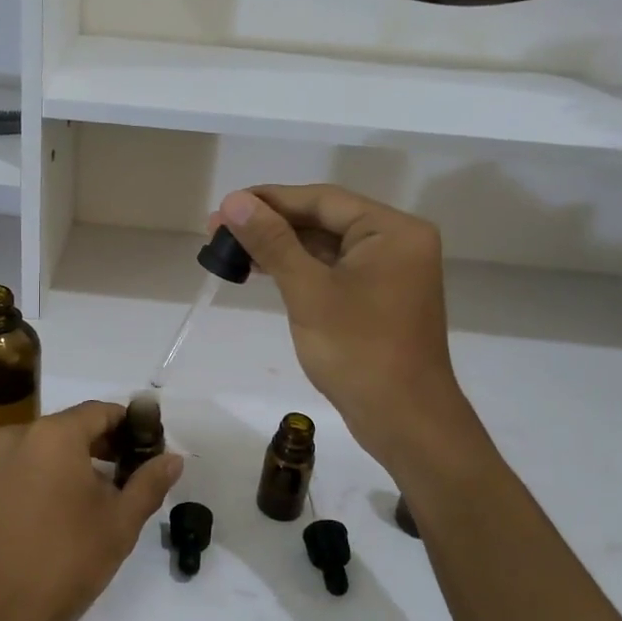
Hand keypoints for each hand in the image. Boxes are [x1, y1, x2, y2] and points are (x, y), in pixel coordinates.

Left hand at [0, 400, 182, 620]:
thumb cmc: (61, 562)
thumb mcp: (118, 524)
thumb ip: (148, 484)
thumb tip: (173, 457)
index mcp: (53, 434)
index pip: (102, 411)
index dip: (132, 426)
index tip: (153, 450)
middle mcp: (18, 437)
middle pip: (72, 428)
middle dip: (107, 446)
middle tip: (135, 477)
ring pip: (47, 450)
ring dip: (78, 464)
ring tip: (105, 500)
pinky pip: (25, 470)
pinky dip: (50, 479)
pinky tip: (67, 515)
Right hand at [213, 186, 481, 471]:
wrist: (404, 420)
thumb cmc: (358, 352)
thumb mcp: (308, 291)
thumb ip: (273, 242)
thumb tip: (234, 201)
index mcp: (392, 230)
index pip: (322, 200)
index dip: (269, 200)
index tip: (224, 206)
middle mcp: (397, 242)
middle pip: (324, 219)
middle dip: (271, 224)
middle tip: (217, 230)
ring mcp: (390, 271)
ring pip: (326, 246)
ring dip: (281, 247)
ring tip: (230, 249)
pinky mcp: (378, 297)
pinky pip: (333, 269)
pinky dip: (299, 268)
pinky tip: (263, 270)